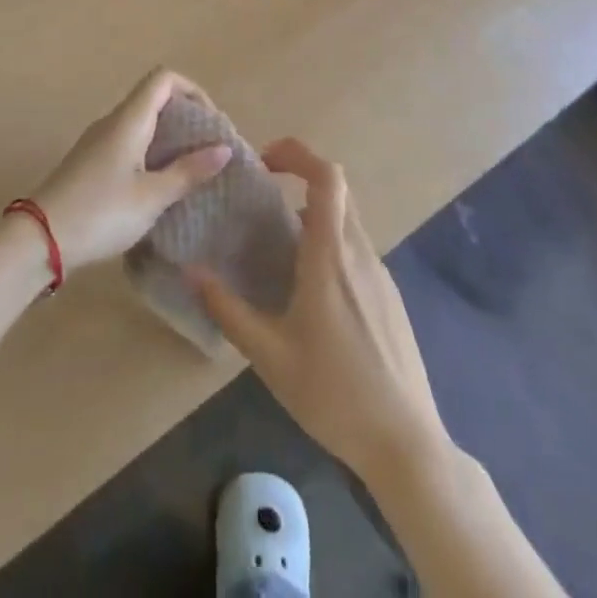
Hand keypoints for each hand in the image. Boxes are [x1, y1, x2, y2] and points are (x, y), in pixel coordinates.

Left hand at [30, 68, 230, 272]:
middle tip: (207, 149)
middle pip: (153, 98)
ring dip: (168, 137)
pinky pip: (128, 142)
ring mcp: (97, 141)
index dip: (192, 90)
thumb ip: (188, 172)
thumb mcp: (152, 197)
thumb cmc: (101, 213)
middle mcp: (112, 122)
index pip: (163, 78)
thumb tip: (223, 148)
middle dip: (185, 117)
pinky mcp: (89, 162)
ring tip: (190, 169)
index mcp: (129, 120)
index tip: (210, 123)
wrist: (38, 240)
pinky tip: (159, 185)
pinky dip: (150, 152)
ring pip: (140, 122)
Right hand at [190, 137, 449, 485]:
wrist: (406, 443)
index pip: (327, 177)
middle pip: (337, 191)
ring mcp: (380, 274)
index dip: (298, 154)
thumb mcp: (270, 356)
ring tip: (279, 246)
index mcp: (331, 255)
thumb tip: (190, 271)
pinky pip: (358, 250)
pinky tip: (312, 291)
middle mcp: (360, 253)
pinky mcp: (390, 297)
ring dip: (315, 215)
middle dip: (301, 178)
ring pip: (348, 221)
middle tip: (265, 195)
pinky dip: (332, 244)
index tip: (265, 161)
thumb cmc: (333, 394)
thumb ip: (228, 310)